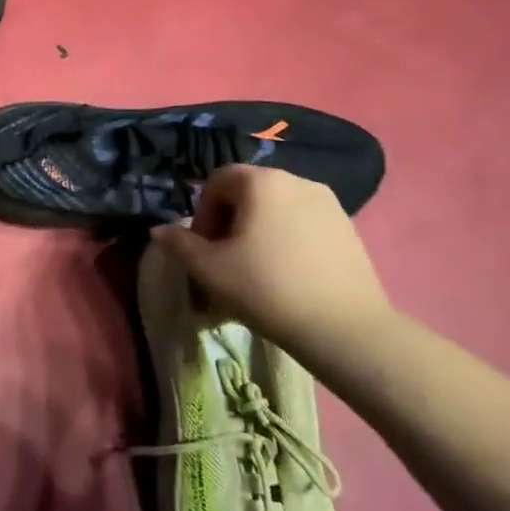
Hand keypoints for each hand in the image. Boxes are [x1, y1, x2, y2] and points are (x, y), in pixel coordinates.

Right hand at [150, 165, 394, 350]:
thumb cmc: (266, 288)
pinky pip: (303, 224)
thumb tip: (160, 230)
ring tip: (255, 269)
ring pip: (276, 209)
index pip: (217, 181)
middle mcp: (298, 181)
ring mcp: (329, 204)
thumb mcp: (208, 268)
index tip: (205, 248)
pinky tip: (286, 274)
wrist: (344, 329)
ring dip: (257, 231)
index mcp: (262, 182)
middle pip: (248, 193)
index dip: (202, 213)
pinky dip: (286, 240)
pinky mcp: (349, 229)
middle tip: (224, 259)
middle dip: (229, 221)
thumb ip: (178, 244)